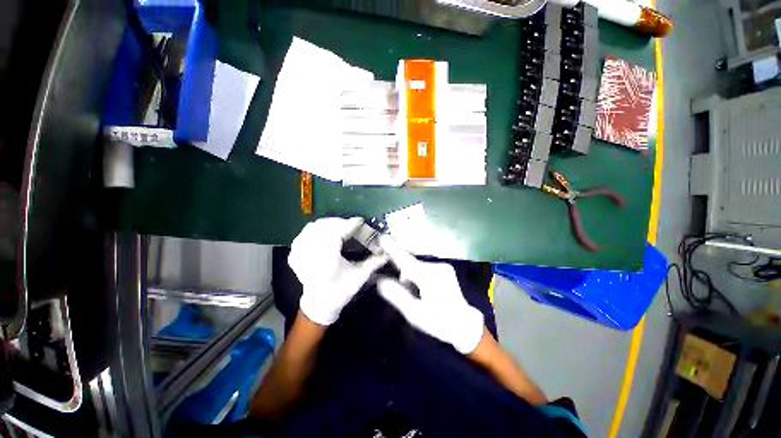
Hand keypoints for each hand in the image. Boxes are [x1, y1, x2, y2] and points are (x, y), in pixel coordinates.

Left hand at [289, 217, 387, 325]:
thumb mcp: (360, 277)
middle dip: (340, 222)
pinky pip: (304, 233)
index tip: (360, 220)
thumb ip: (374, 262)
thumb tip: (388, 251)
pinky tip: (325, 232)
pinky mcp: (294, 254)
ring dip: (328, 224)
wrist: (320, 303)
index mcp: (326, 261)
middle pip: (324, 227)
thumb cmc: (341, 291)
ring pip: (313, 227)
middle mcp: (310, 255)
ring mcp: (299, 254)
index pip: (337, 233)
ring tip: (340, 227)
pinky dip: (315, 229)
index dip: (349, 224)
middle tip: (352, 225)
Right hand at [376, 236, 483, 353]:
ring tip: (420, 296)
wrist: (464, 324)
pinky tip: (427, 290)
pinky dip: (420, 277)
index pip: (405, 260)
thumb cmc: (438, 321)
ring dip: (413, 278)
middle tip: (411, 296)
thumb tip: (381, 281)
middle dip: (405, 277)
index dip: (393, 249)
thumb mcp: (414, 313)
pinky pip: (425, 268)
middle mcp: (436, 267)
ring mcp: (443, 267)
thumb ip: (397, 295)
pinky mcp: (446, 269)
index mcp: (428, 277)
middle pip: (411, 265)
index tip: (382, 237)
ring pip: (418, 267)